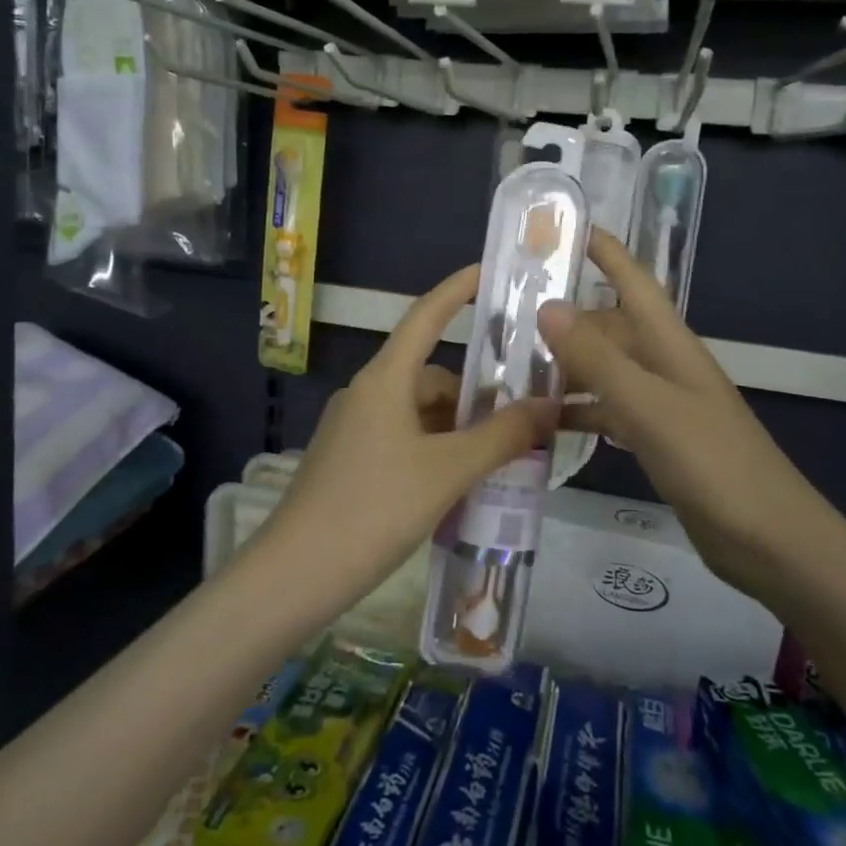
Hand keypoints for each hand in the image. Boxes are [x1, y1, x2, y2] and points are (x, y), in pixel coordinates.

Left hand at [260, 265, 556, 604]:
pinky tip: (456, 484)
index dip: (458, 289)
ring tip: (498, 459)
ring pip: (417, 413)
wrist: (296, 574)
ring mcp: (352, 429)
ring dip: (455, 428)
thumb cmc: (375, 508)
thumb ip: (501, 437)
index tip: (490, 271)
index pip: (426, 316)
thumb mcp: (448, 472)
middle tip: (521, 418)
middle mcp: (365, 394)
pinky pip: (401, 439)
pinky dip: (433, 450)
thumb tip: (549, 405)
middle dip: (473, 393)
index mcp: (384, 380)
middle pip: (429, 375)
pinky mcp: (347, 462)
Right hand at [540, 233, 826, 586]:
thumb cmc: (712, 463)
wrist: (769, 540)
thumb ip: (597, 358)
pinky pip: (609, 410)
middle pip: (609, 327)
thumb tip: (548, 305)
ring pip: (605, 370)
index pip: (633, 281)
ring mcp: (662, 404)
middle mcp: (664, 364)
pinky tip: (545, 423)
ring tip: (512, 371)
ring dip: (566, 368)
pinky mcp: (659, 439)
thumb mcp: (648, 406)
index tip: (562, 229)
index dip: (604, 252)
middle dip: (565, 319)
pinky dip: (580, 411)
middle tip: (507, 320)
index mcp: (669, 344)